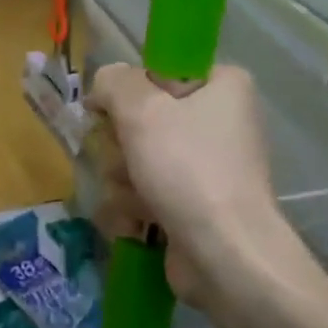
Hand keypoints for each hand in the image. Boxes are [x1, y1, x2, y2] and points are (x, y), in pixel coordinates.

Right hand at [89, 62, 303, 311]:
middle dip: (121, 145)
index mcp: (222, 86)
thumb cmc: (187, 169)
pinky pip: (146, 192)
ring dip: (123, 180)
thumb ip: (112, 82)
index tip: (110, 113)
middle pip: (142, 119)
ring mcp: (207, 167)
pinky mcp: (194, 204)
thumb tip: (103, 88)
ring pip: (136, 159)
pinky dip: (135, 207)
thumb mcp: (141, 109)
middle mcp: (219, 122)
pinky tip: (138, 221)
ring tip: (137, 199)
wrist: (225, 254)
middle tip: (126, 159)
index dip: (128, 93)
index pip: (157, 73)